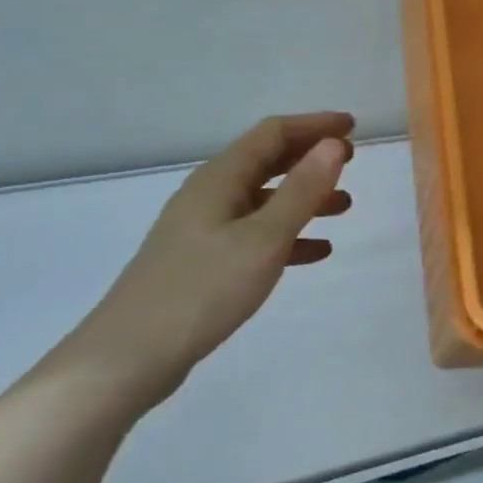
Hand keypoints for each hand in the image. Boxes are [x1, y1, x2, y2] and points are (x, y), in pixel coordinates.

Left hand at [60, 112, 354, 406]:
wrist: (129, 357)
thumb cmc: (202, 289)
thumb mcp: (263, 238)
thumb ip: (302, 190)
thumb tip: (334, 144)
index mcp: (220, 178)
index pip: (273, 133)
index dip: (315, 125)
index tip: (353, 126)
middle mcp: (210, 194)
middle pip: (267, 161)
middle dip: (310, 157)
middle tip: (352, 162)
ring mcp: (204, 228)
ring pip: (264, 199)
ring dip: (305, 197)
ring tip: (344, 207)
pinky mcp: (203, 261)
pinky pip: (255, 234)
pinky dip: (288, 235)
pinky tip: (316, 251)